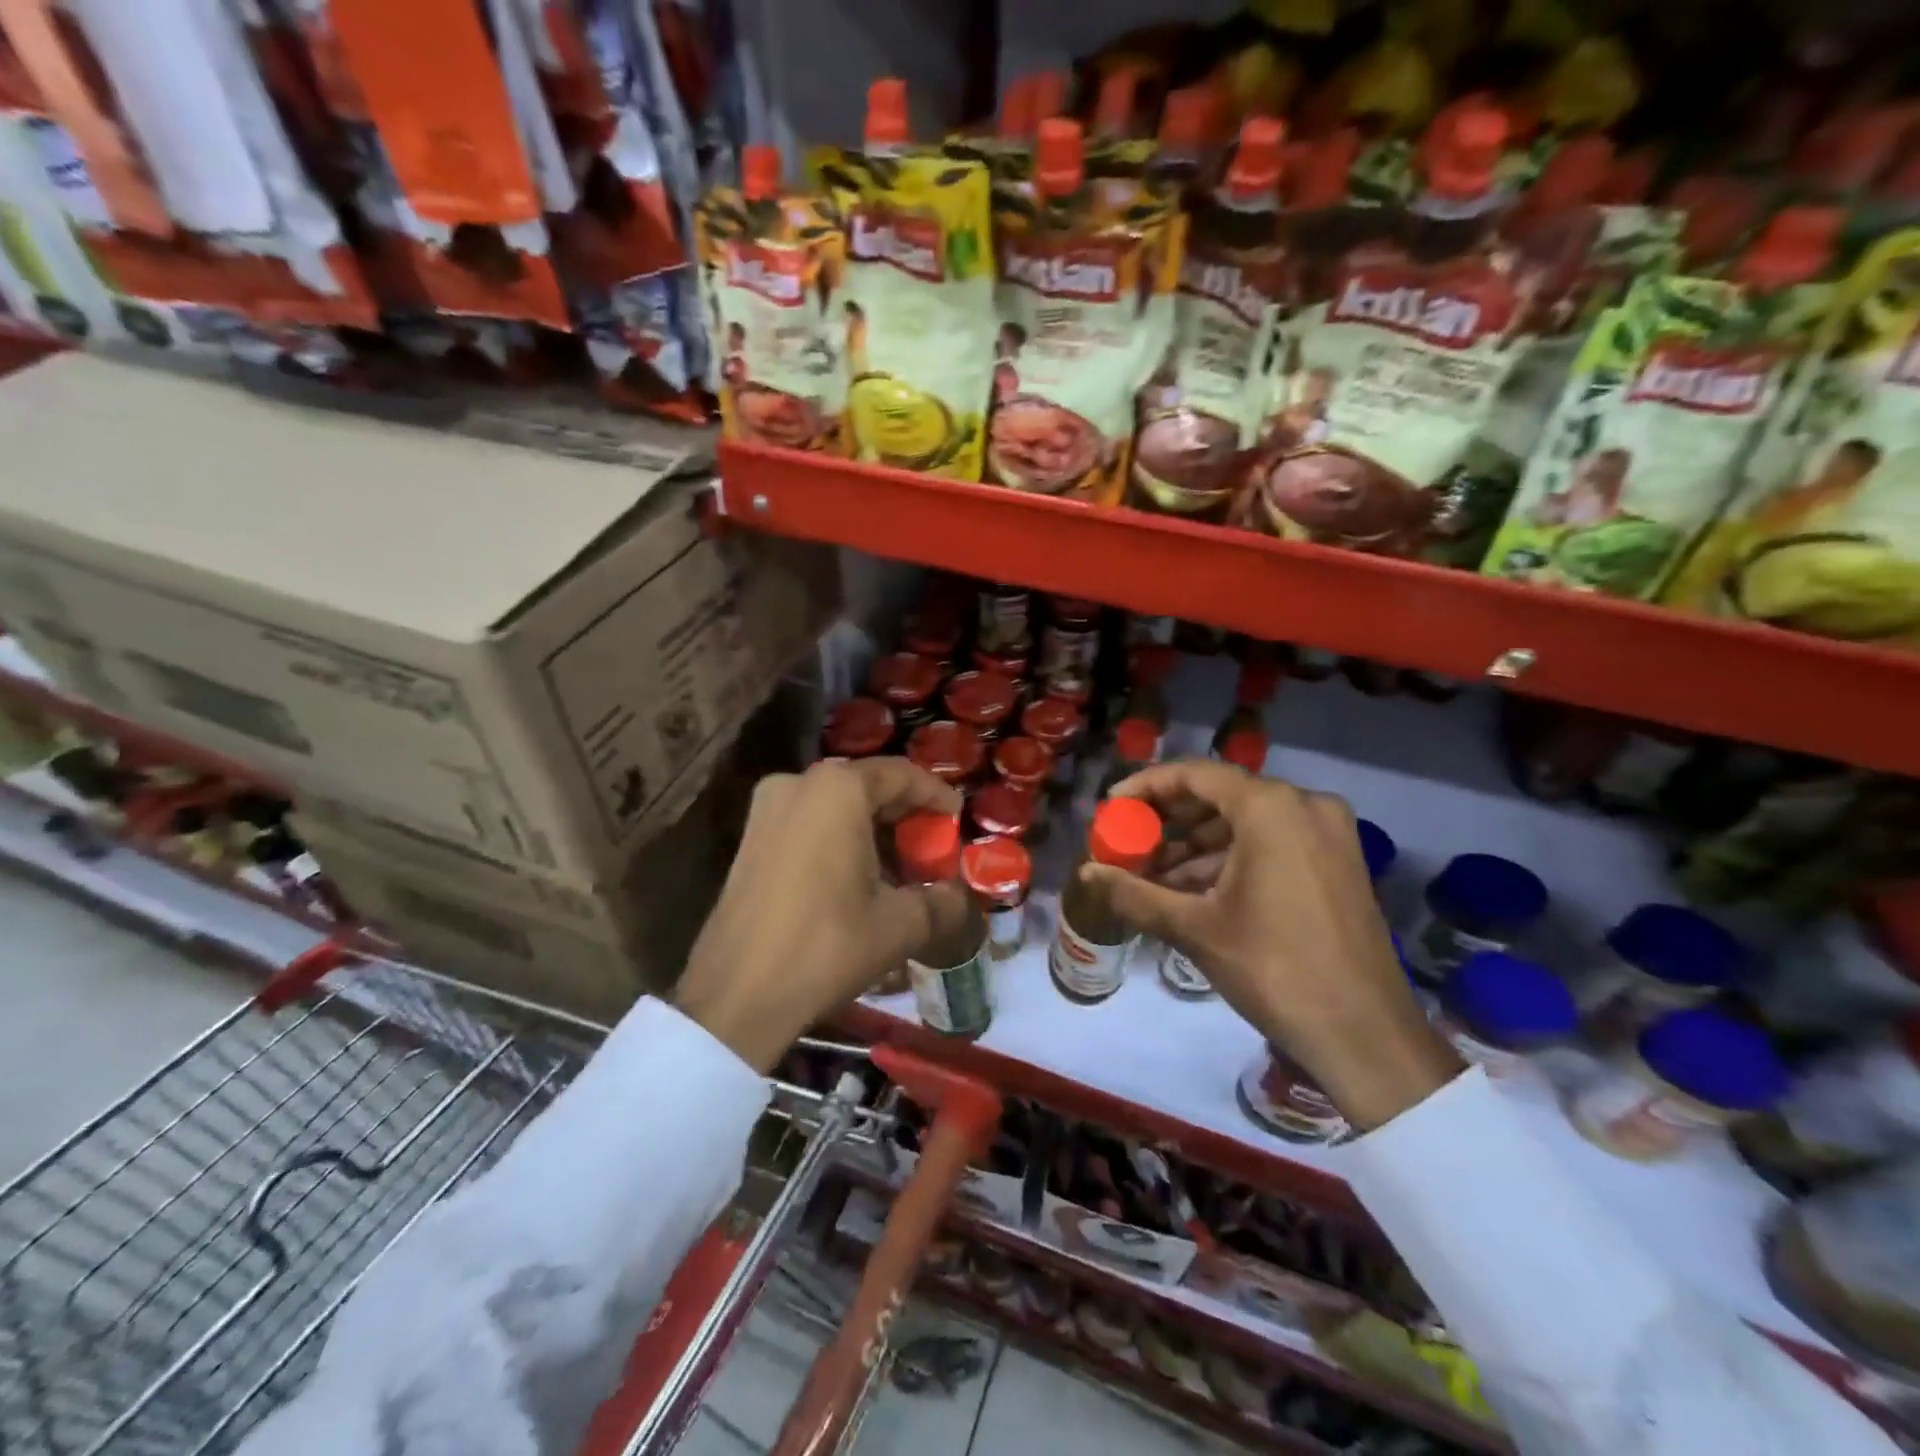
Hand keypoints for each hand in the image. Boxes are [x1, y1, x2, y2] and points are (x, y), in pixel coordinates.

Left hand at [675, 758, 967, 1071]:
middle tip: (931, 844)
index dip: (935, 794)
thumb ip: (940, 902)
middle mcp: (797, 784)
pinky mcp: (749, 840)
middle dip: (902, 814)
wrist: (737, 995)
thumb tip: (958, 897)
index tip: (957, 816)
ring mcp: (766, 810)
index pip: (900, 775)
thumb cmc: (826, 945)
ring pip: (834, 806)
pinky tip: (857, 877)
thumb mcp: (899, 925)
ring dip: (870, 829)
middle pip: (865, 786)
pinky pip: (807, 823)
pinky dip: (838, 839)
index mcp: (837, 790)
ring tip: (898, 867)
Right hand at [1084, 760, 1462, 1130]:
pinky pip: (1272, 843)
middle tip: (1128, 843)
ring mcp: (1328, 833)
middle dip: (1169, 821)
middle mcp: (1305, 805)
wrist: (1365, 1034)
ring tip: (1152, 876)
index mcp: (1271, 808)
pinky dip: (1230, 860)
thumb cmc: (1274, 969)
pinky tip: (1193, 891)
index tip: (1112, 806)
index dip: (1146, 786)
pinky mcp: (1337, 862)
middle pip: (1220, 796)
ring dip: (1196, 846)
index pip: (1195, 774)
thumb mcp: (1195, 928)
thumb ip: (1134, 892)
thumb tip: (1086, 873)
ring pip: (1245, 822)